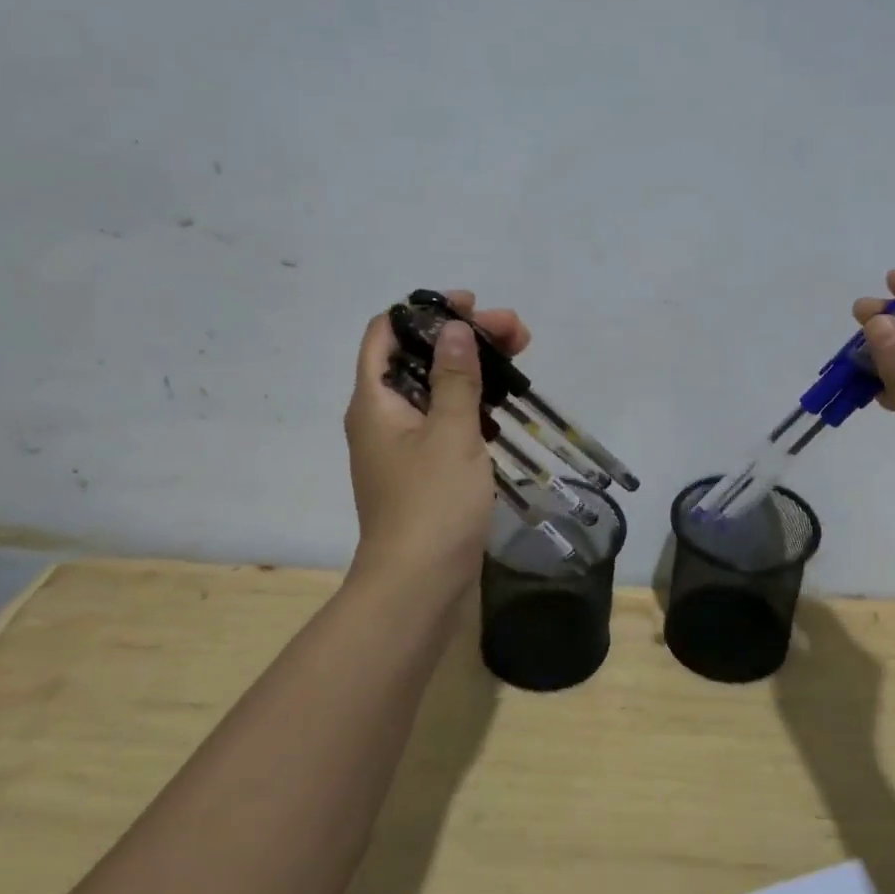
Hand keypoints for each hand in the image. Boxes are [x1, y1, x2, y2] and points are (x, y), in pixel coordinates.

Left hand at [343, 290, 530, 610]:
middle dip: (464, 339)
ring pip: (436, 391)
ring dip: (473, 370)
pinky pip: (445, 422)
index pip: (386, 333)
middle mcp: (382, 419)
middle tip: (516, 333)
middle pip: (418, 359)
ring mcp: (403, 447)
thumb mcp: (451, 433)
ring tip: (519, 359)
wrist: (420, 586)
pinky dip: (471, 405)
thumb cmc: (432, 504)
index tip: (472, 307)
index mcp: (374, 402)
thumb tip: (454, 329)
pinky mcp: (425, 472)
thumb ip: (455, 378)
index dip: (425, 311)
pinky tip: (501, 405)